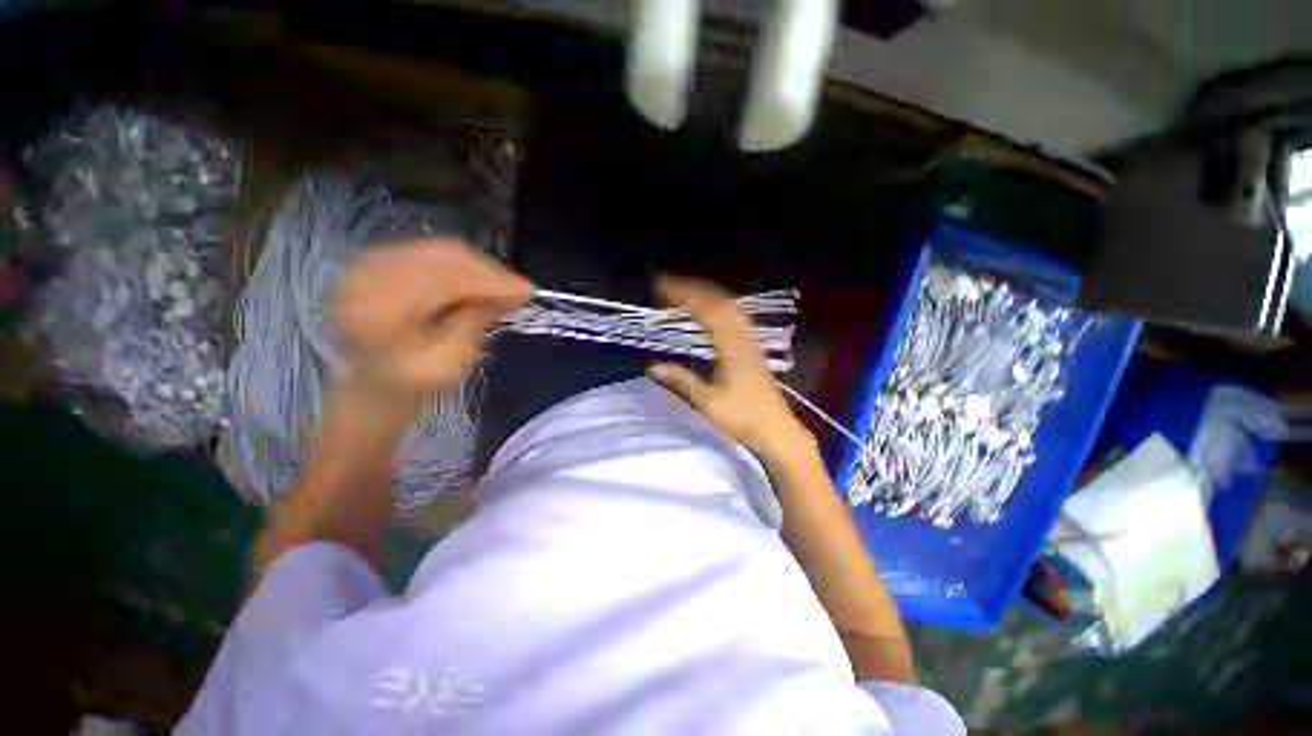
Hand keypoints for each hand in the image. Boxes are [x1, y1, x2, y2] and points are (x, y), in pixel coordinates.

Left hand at [332, 238, 532, 400]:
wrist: (366, 382)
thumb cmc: (408, 384)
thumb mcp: (448, 365)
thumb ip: (474, 325)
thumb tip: (505, 295)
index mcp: (380, 310)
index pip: (446, 280)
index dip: (492, 282)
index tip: (527, 291)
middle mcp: (367, 277)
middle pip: (443, 257)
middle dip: (488, 271)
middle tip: (518, 289)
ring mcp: (367, 264)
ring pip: (437, 250)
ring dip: (477, 267)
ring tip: (502, 286)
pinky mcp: (376, 261)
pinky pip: (428, 251)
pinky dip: (459, 263)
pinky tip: (477, 280)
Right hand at [647, 274, 812, 458]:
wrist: (777, 431)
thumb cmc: (742, 418)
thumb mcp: (707, 401)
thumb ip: (681, 380)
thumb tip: (652, 366)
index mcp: (731, 348)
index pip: (707, 312)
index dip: (684, 296)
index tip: (662, 287)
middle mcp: (743, 338)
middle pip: (720, 302)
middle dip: (694, 289)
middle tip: (668, 286)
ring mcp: (751, 342)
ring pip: (731, 307)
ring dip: (707, 295)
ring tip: (685, 294)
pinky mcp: (754, 349)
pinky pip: (737, 317)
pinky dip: (719, 307)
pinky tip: (710, 313)